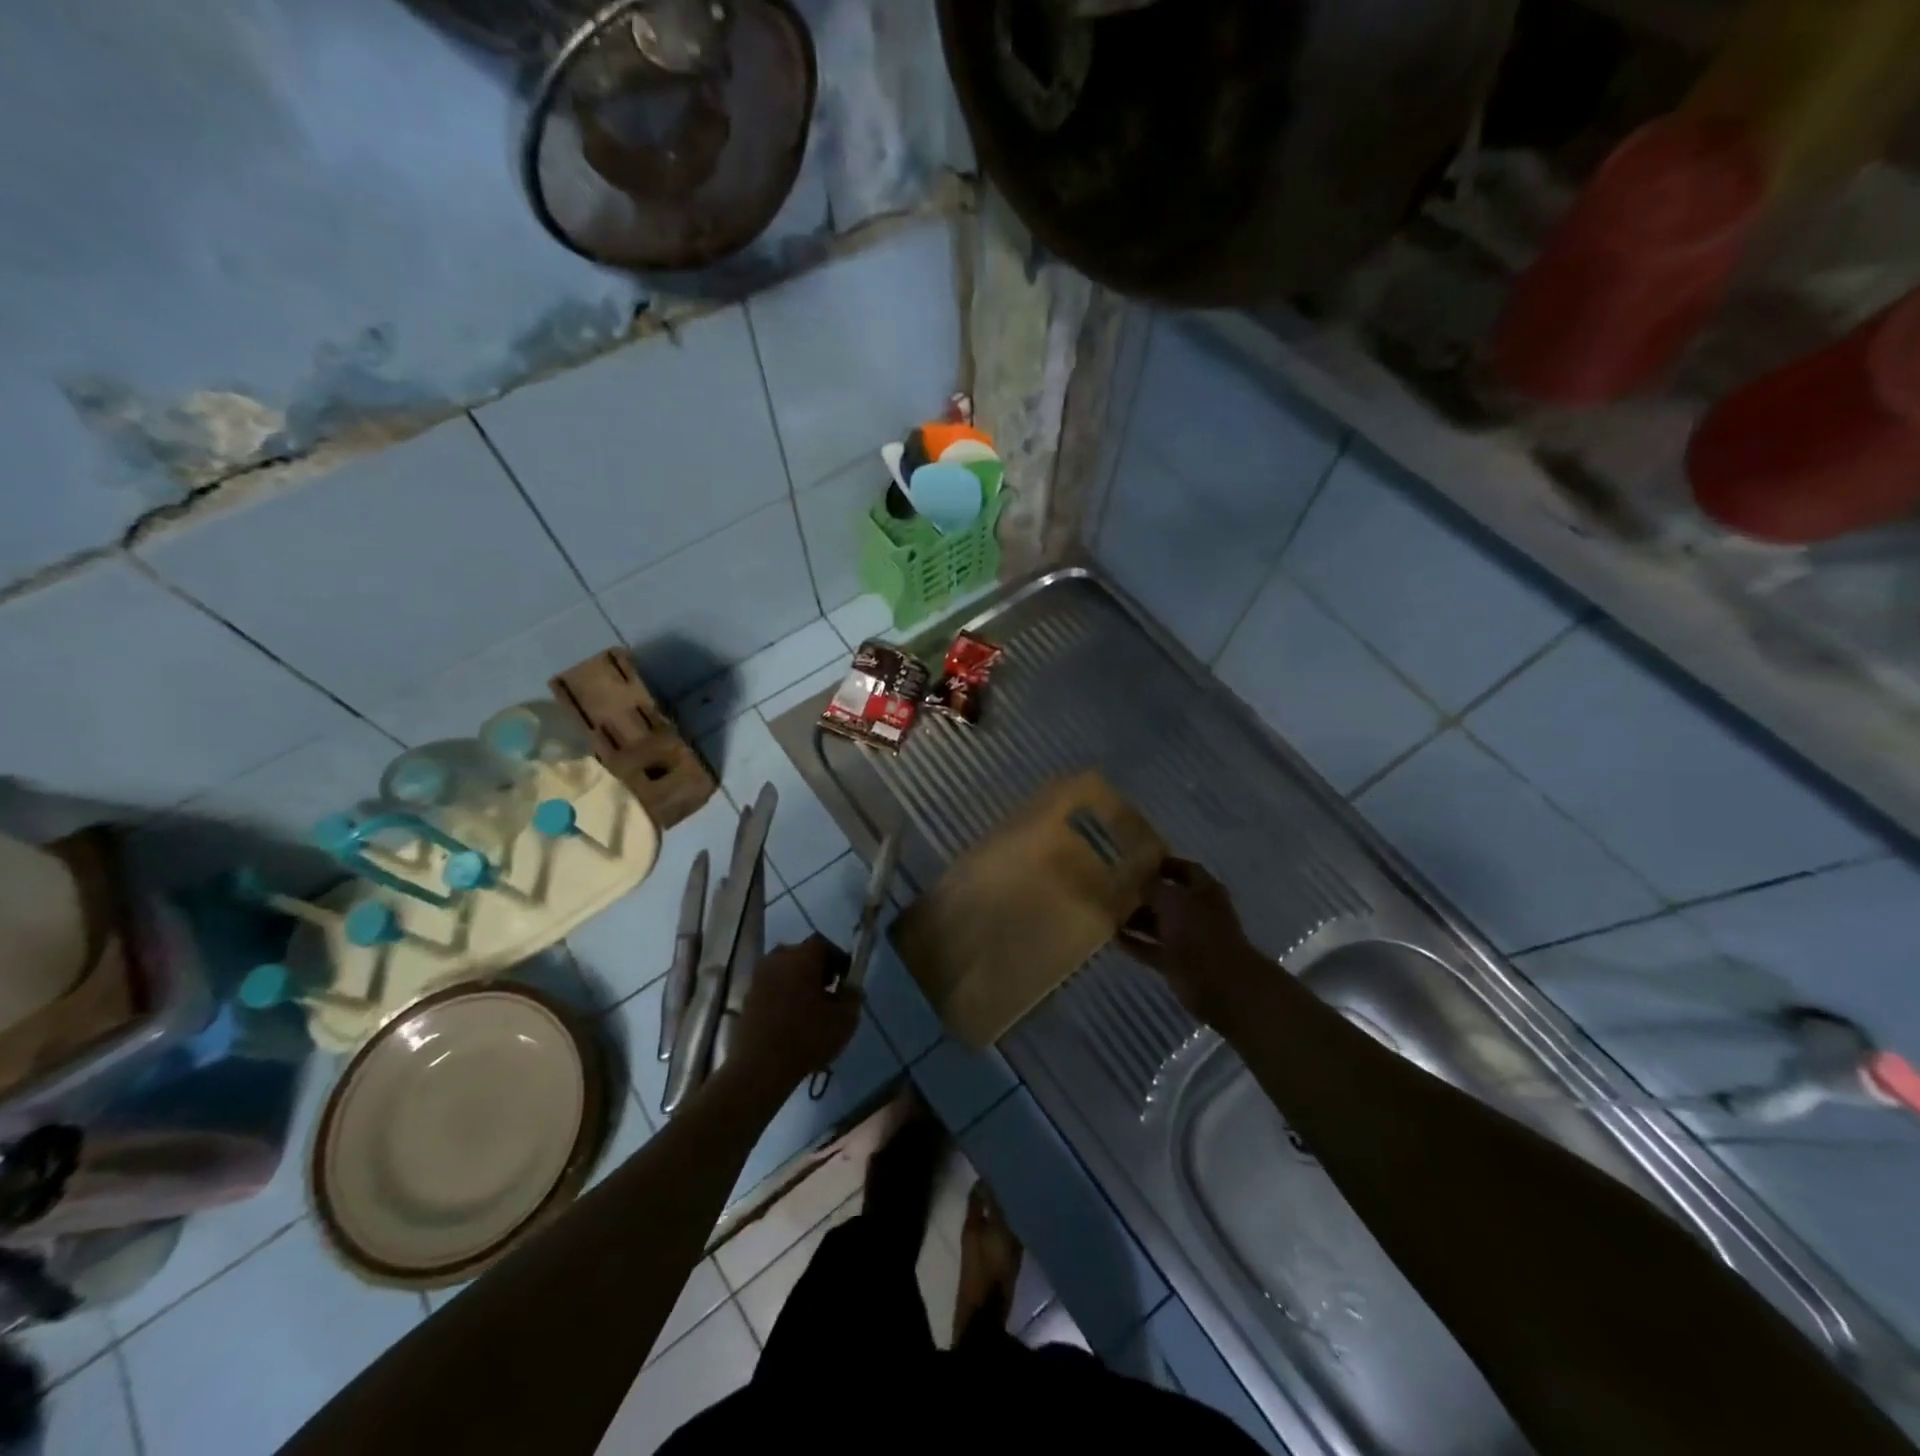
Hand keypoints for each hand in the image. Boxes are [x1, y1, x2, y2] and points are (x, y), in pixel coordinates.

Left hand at [728, 935, 860, 1094]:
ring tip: (809, 1007)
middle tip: (828, 992)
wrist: (760, 1067)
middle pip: (801, 955)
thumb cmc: (807, 1037)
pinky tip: (790, 1019)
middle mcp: (777, 959)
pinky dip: (782, 996)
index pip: (824, 945)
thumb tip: (851, 989)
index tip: (845, 979)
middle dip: (816, 969)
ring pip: (784, 971)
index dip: (837, 960)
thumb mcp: (844, 1019)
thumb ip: (852, 998)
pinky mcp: (746, 998)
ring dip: (797, 982)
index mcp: (802, 956)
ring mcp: (758, 978)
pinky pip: (771, 988)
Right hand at [1118, 858, 1269, 1028]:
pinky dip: (1135, 944)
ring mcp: (1188, 939)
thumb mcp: (1172, 900)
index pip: (1185, 869)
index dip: (1165, 864)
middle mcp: (1198, 912)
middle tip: (1115, 887)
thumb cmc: (1198, 931)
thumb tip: (1139, 882)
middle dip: (1144, 894)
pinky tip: (1113, 937)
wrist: (1218, 983)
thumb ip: (1153, 887)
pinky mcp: (1177, 963)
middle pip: (1168, 898)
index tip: (1139, 862)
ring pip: (1158, 924)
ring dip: (1136, 919)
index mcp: (1205, 891)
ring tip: (1108, 912)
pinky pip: (1151, 949)